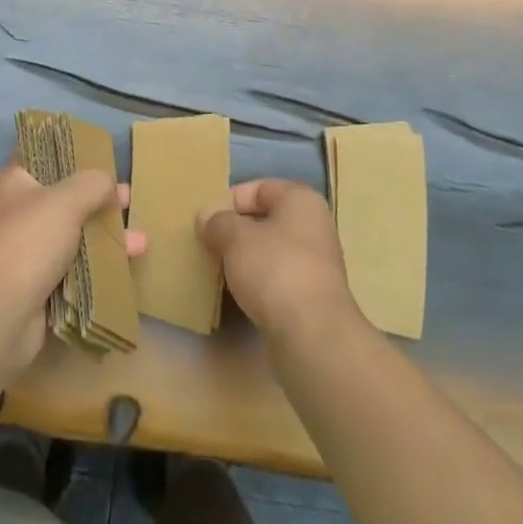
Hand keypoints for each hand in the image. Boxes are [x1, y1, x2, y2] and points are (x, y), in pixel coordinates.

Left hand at [0, 162, 146, 376]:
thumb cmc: (27, 243)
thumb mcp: (65, 200)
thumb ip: (93, 184)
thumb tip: (108, 184)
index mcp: (15, 182)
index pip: (43, 157)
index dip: (72, 154)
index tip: (103, 157)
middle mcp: (18, 214)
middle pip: (65, 199)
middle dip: (99, 200)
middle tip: (130, 200)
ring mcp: (27, 253)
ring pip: (73, 237)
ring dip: (105, 238)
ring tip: (142, 242)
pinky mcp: (38, 287)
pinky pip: (74, 271)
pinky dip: (97, 269)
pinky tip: (125, 269)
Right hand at [199, 179, 358, 342]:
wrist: (313, 335)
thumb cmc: (274, 269)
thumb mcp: (236, 237)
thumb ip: (218, 222)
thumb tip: (206, 216)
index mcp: (301, 200)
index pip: (260, 188)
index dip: (230, 200)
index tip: (207, 220)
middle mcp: (314, 226)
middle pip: (266, 219)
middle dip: (236, 230)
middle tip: (208, 244)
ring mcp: (316, 263)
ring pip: (271, 250)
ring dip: (245, 258)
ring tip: (219, 269)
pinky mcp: (312, 296)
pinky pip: (277, 278)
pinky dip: (258, 282)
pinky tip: (239, 294)